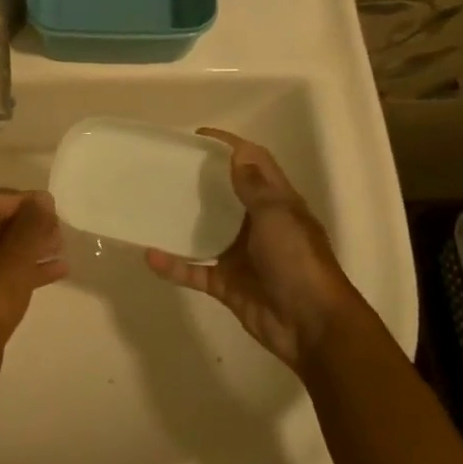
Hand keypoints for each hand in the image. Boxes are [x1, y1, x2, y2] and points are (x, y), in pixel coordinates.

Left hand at [0, 190, 67, 353]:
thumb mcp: (17, 253)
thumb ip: (32, 221)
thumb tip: (42, 199)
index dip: (27, 202)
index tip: (54, 207)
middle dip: (29, 227)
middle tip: (59, 230)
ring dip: (29, 247)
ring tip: (61, 247)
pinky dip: (20, 268)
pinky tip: (55, 269)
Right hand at [146, 129, 371, 370]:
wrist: (312, 327)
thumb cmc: (298, 262)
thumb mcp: (277, 216)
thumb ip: (254, 187)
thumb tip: (238, 153)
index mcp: (277, 204)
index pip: (255, 163)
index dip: (230, 146)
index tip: (197, 137)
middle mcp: (258, 225)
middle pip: (226, 195)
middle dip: (199, 180)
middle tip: (165, 167)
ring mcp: (241, 256)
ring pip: (205, 232)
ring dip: (182, 221)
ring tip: (151, 204)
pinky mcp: (226, 284)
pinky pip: (194, 271)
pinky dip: (173, 265)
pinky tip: (150, 256)